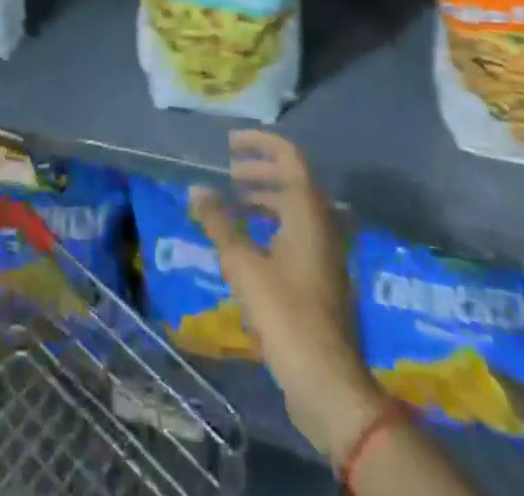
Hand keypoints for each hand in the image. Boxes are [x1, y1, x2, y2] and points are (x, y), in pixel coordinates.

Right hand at [191, 131, 390, 463]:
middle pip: (292, 180)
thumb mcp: (243, 265)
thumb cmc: (285, 313)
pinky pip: (297, 233)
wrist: (328, 381)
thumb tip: (196, 189)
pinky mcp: (323, 277)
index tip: (230, 143)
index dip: (260, 143)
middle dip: (259, 171)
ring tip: (233, 206)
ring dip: (264, 200)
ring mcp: (326, 251)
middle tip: (229, 175)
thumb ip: (219, 223)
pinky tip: (249, 246)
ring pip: (295, 208)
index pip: (288, 156)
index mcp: (307, 210)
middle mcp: (322, 223)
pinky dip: (272, 225)